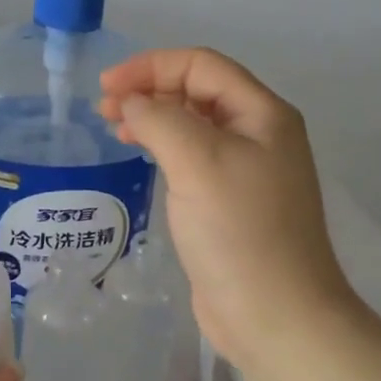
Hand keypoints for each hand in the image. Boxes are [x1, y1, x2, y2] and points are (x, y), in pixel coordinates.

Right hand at [99, 48, 359, 370]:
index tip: (107, 86)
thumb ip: (160, 120)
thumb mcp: (197, 162)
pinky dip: (164, 147)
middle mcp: (259, 134)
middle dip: (150, 90)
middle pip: (198, 91)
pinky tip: (142, 156)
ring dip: (154, 117)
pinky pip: (193, 157)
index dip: (151, 66)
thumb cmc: (239, 231)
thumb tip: (134, 103)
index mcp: (263, 114)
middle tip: (105, 109)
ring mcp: (247, 170)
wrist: (275, 315)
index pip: (202, 65)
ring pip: (194, 125)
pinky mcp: (231, 202)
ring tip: (116, 128)